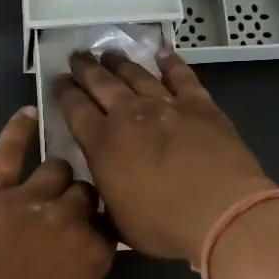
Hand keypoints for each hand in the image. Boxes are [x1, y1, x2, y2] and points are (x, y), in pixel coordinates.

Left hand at [0, 107, 112, 278]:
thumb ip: (79, 270)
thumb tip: (78, 251)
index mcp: (92, 252)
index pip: (110, 224)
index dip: (100, 225)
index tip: (94, 229)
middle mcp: (69, 218)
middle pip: (86, 191)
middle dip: (80, 199)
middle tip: (66, 212)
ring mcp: (29, 197)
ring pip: (57, 168)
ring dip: (56, 176)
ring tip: (49, 181)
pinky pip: (9, 149)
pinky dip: (19, 129)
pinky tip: (28, 113)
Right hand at [53, 50, 275, 260]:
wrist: (220, 211)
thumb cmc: (163, 225)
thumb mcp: (117, 223)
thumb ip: (101, 203)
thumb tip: (90, 198)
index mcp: (102, 144)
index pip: (75, 109)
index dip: (64, 93)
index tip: (58, 80)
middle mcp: (129, 115)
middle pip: (101, 83)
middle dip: (86, 68)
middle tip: (76, 56)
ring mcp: (166, 106)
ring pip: (137, 75)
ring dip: (121, 62)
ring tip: (109, 53)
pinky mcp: (199, 105)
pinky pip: (182, 77)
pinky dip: (171, 63)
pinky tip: (163, 53)